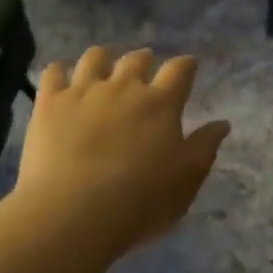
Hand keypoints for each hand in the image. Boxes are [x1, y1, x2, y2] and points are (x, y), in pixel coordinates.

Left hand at [12, 47, 230, 255]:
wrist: (72, 215)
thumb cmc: (139, 202)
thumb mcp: (185, 181)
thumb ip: (205, 147)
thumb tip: (222, 123)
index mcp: (161, 103)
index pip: (180, 69)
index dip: (186, 65)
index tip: (188, 69)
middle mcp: (124, 87)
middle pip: (137, 58)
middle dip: (144, 60)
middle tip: (144, 72)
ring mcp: (84, 91)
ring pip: (95, 57)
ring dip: (103, 60)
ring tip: (102, 71)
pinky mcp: (50, 103)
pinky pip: (53, 72)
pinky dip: (60, 72)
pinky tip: (62, 81)